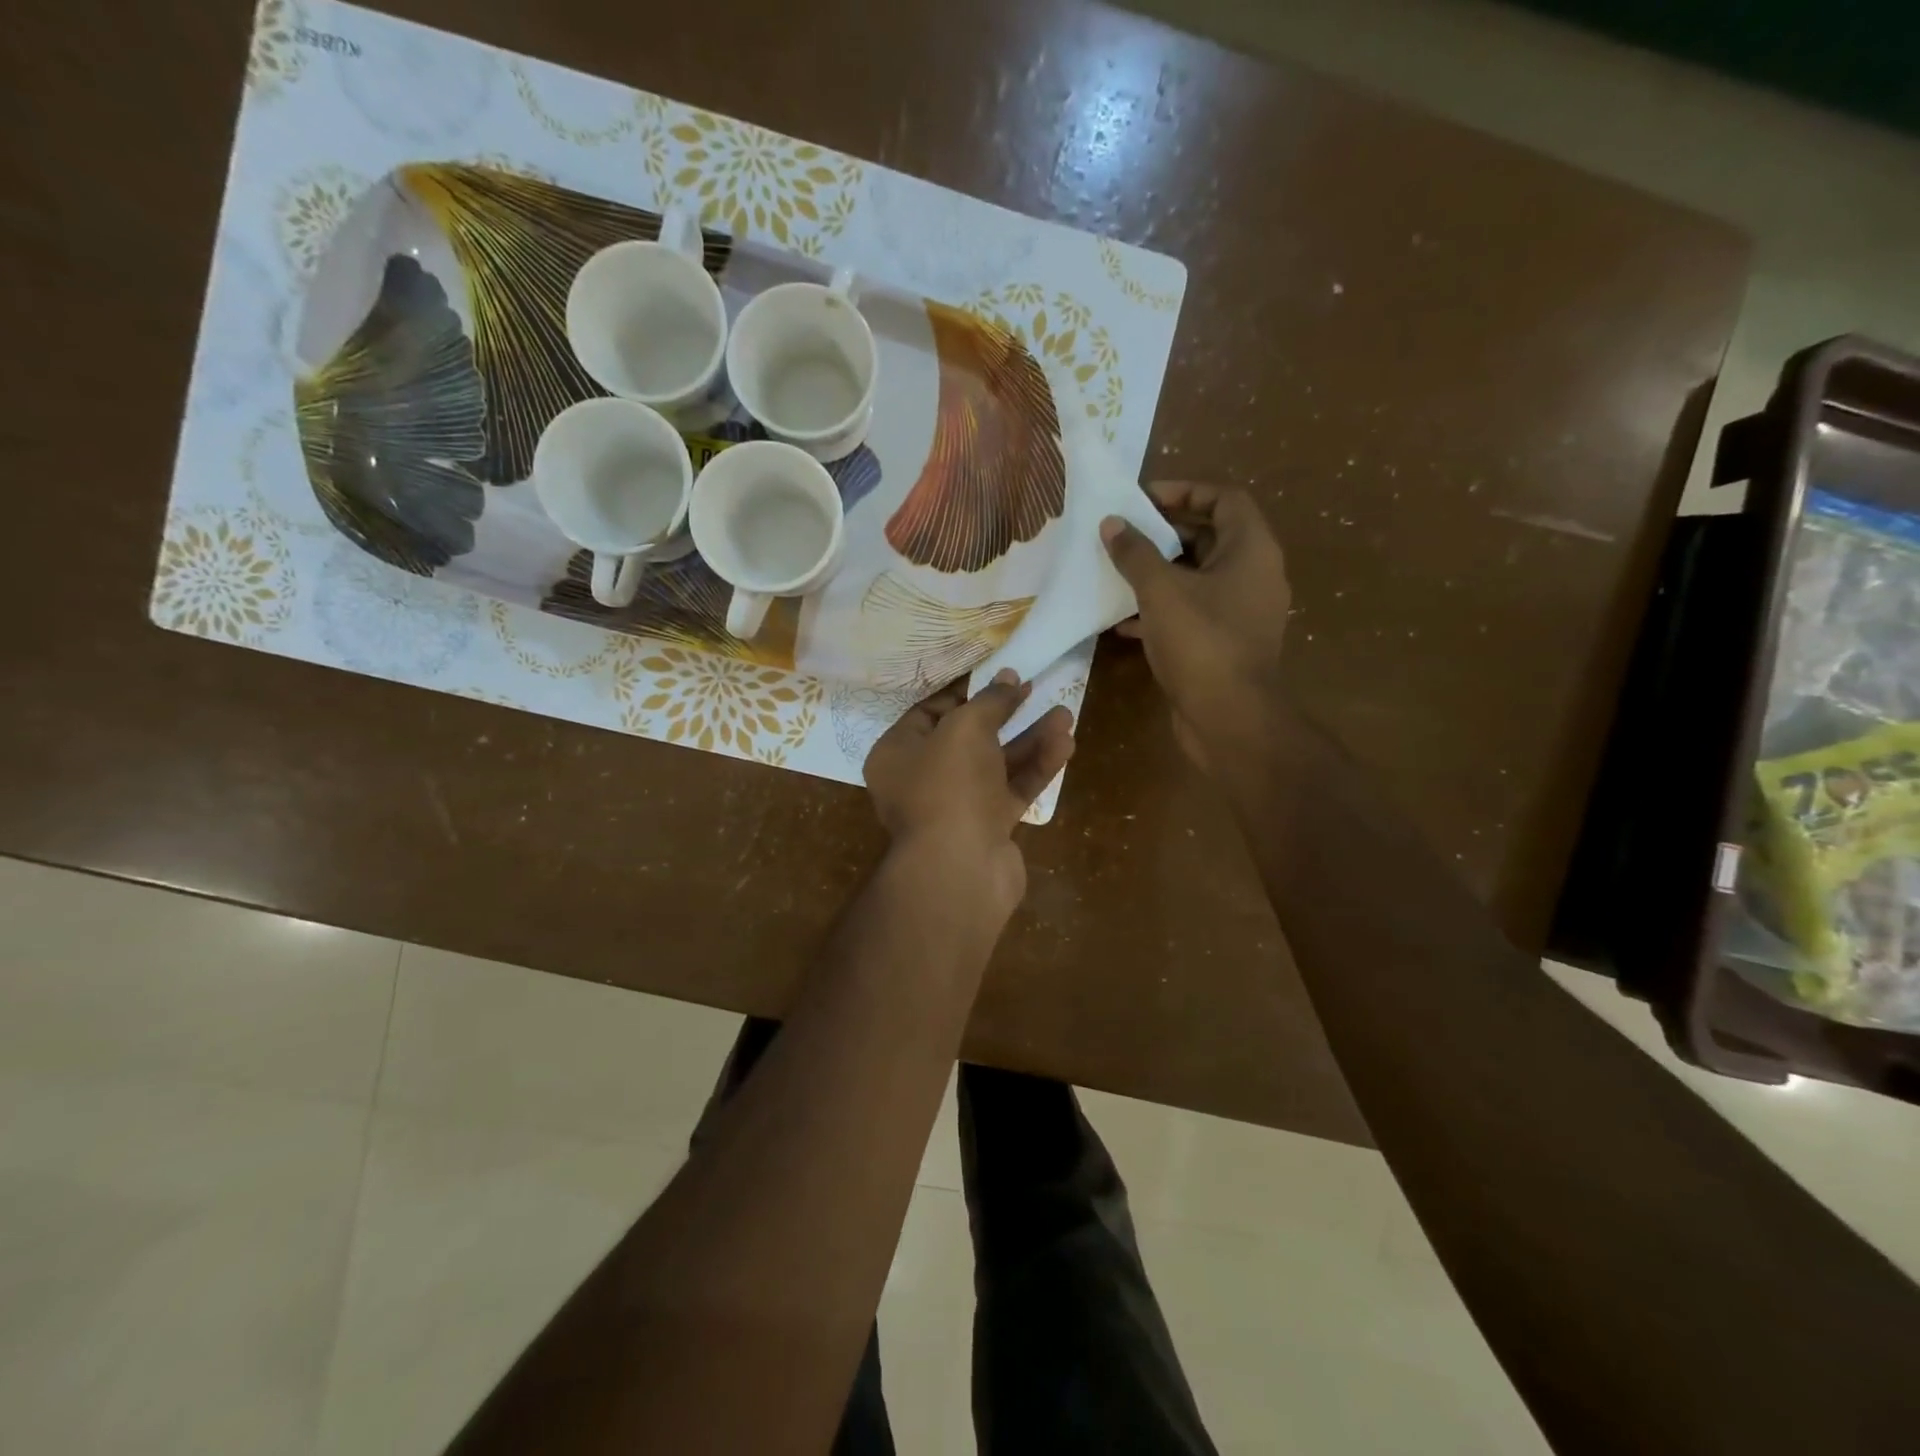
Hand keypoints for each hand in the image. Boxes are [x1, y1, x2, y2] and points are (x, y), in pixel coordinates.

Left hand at [864, 671, 1074, 915]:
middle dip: (1004, 715)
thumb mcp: (966, 727)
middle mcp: (922, 780)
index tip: (996, 678)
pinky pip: (1012, 790)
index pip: (928, 712)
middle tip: (1033, 690)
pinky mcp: (987, 829)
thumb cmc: (949, 785)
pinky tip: (1065, 744)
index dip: (964, 692)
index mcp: (898, 753)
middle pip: (967, 739)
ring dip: (1029, 740)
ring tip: (1066, 716)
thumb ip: (990, 701)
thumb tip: (1008, 679)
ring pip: (995, 765)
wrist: (960, 867)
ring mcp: (956, 807)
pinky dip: (1035, 769)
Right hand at [1101, 481, 1290, 770]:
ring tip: (1117, 572)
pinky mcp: (1225, 643)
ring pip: (1197, 578)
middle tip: (1124, 535)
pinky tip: (1123, 621)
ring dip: (1158, 574)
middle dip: (1164, 534)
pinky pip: (1192, 613)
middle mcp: (1253, 575)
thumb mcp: (1160, 591)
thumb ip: (1135, 553)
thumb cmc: (1201, 642)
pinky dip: (1161, 610)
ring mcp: (1241, 612)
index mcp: (1251, 550)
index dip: (1184, 490)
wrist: (1229, 718)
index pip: (1224, 499)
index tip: (1143, 498)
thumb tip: (1112, 524)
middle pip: (1209, 537)